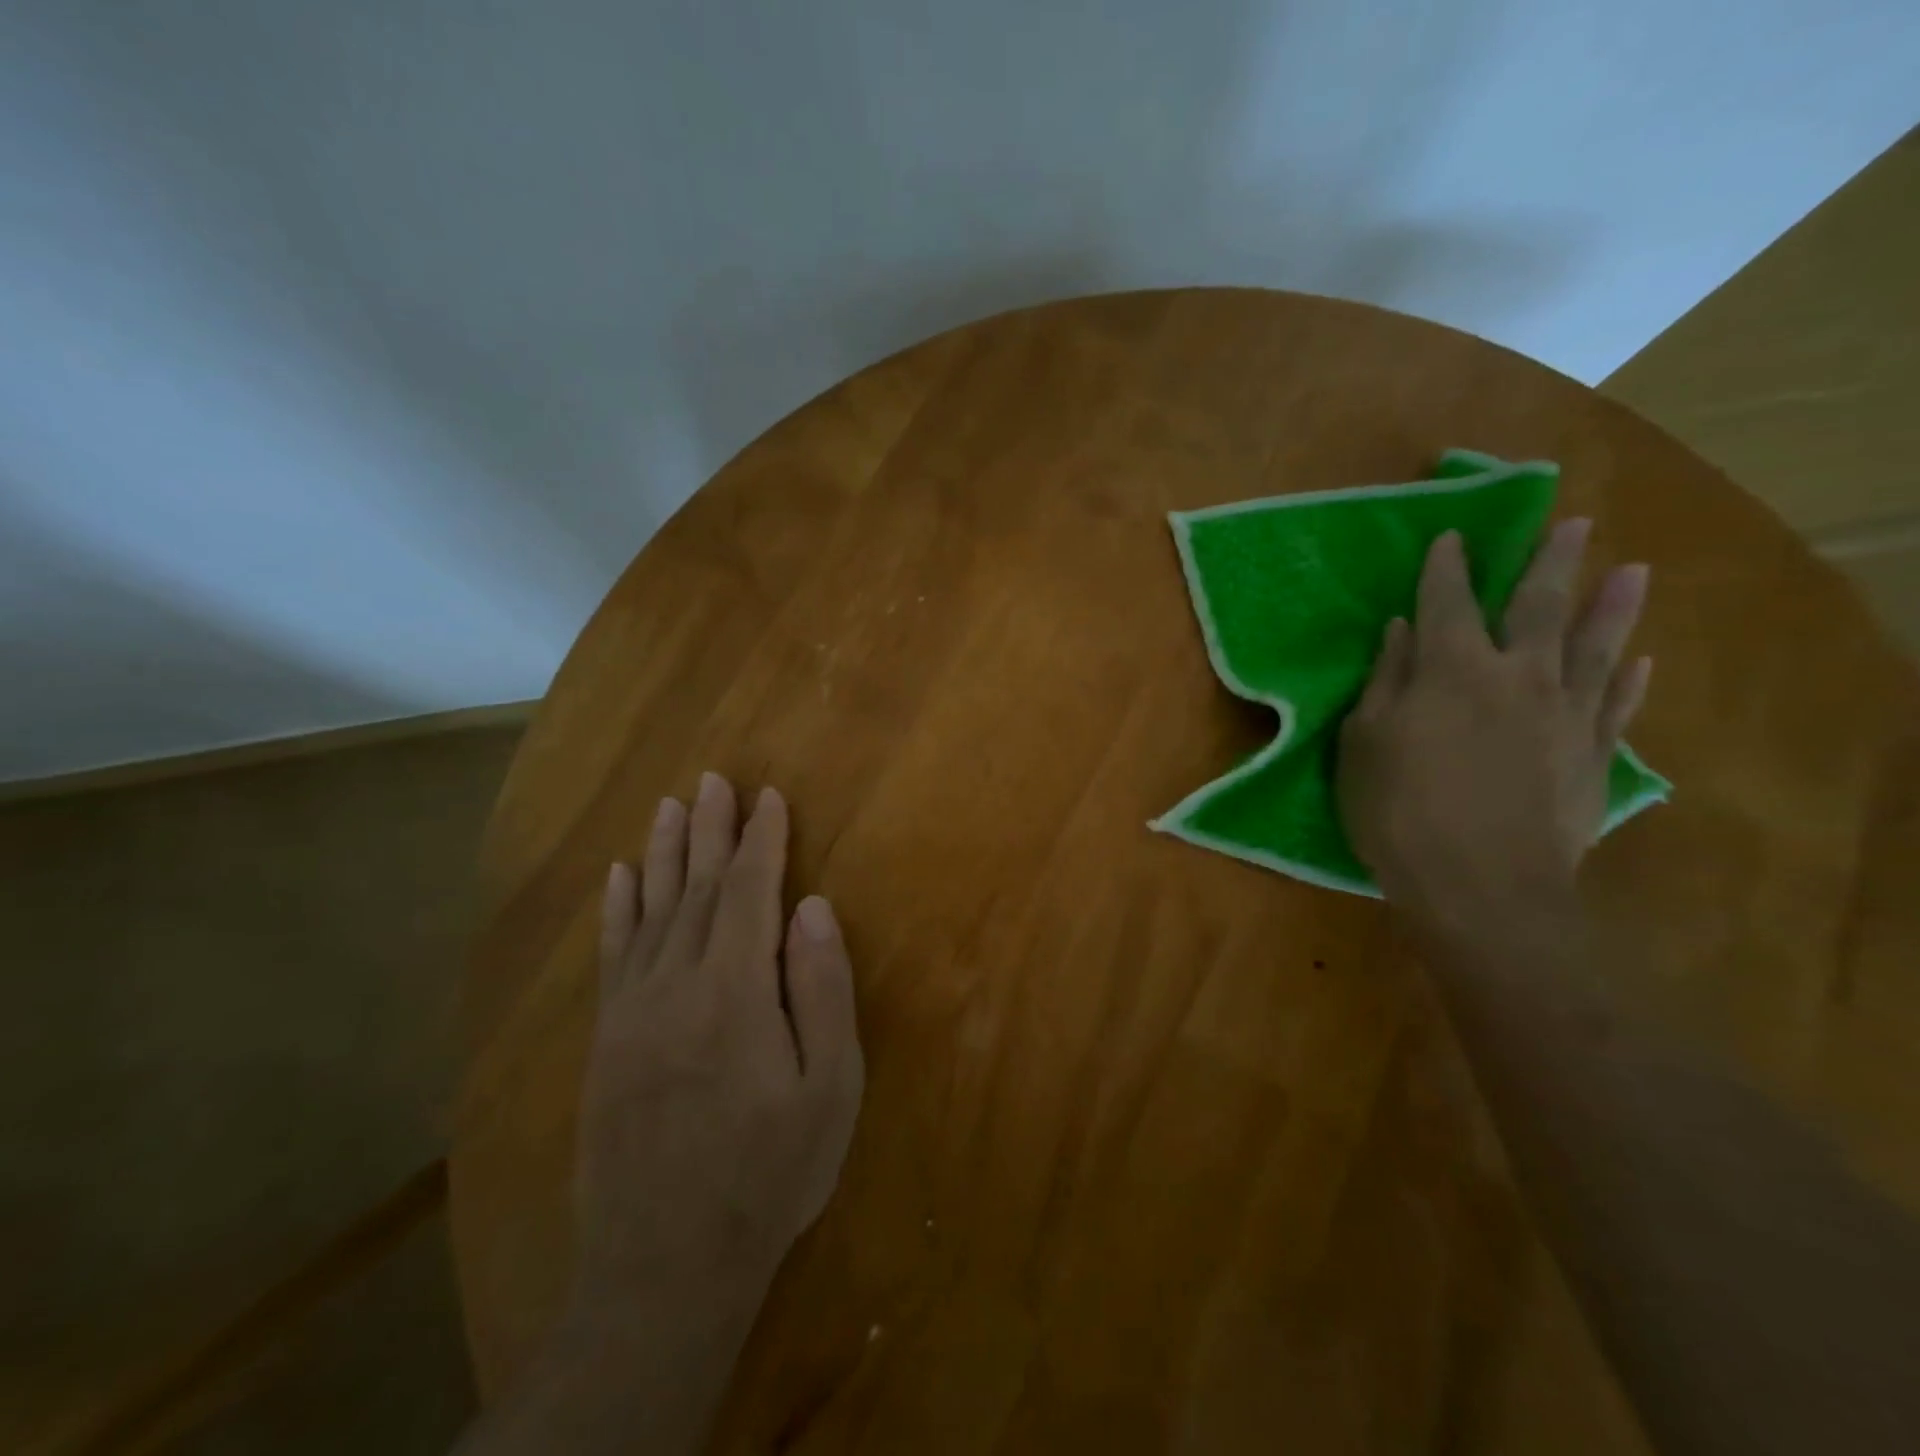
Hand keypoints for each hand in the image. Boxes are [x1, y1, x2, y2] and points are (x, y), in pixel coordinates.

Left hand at [572, 772, 863, 1322]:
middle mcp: (676, 984)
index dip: (761, 840)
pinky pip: (613, 954)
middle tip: (714, 780)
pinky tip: (619, 876)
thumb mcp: (829, 1088)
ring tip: (670, 806)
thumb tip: (811, 908)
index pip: (749, 892)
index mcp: (736, 991)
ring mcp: (632, 1009)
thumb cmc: (769, 1173)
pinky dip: (618, 908)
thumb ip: (821, 990)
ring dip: (662, 852)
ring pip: (649, 909)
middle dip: (710, 830)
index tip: (768, 797)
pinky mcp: (606, 1038)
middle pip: (696, 888)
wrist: (665, 1266)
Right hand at [1337, 520, 1649, 937]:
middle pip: (1537, 606)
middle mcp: (1516, 675)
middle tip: (1572, 524)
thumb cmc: (1400, 811)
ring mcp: (1565, 713)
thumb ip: (1385, 680)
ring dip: (1612, 605)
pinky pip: (1617, 704)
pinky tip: (1642, 659)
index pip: (1447, 602)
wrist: (1481, 886)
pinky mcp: (1594, 754)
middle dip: (1549, 562)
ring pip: (1594, 645)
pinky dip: (1630, 678)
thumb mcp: (1364, 743)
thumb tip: (1401, 630)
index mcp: (1451, 669)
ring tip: (1631, 571)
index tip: (1452, 537)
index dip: (1447, 568)